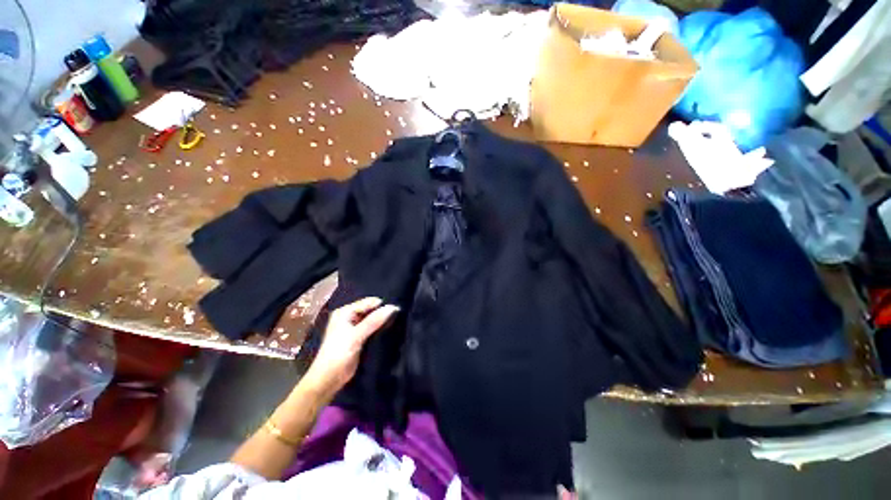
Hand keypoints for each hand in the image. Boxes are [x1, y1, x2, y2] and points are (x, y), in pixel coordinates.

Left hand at [303, 297, 398, 397]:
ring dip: (382, 320)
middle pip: (370, 309)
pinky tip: (389, 329)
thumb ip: (374, 321)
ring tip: (397, 321)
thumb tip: (393, 307)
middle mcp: (349, 316)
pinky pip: (372, 327)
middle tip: (399, 315)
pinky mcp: (358, 337)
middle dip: (383, 312)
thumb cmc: (338, 354)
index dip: (382, 305)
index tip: (398, 310)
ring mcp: (353, 327)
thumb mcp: (356, 335)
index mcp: (345, 312)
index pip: (369, 302)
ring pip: (372, 318)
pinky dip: (379, 328)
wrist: (328, 379)